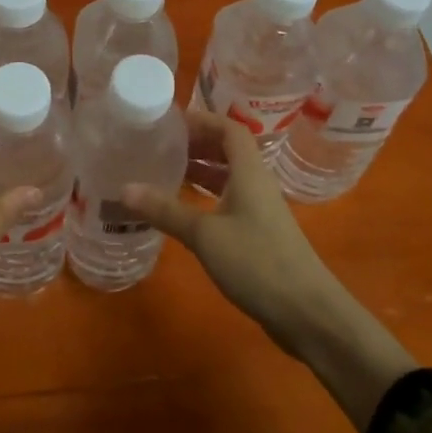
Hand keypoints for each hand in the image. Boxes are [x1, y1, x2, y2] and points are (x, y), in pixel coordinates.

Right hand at [126, 111, 414, 428]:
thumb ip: (165, 210)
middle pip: (229, 150)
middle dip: (197, 143)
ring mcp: (261, 210)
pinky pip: (230, 200)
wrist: (307, 312)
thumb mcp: (204, 234)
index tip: (170, 123)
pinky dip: (207, 195)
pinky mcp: (260, 233)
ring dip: (201, 170)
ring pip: (229, 177)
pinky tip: (185, 209)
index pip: (229, 129)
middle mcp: (257, 183)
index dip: (202, 120)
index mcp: (249, 172)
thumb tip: (124, 189)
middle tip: (162, 145)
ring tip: (167, 171)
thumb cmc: (257, 262)